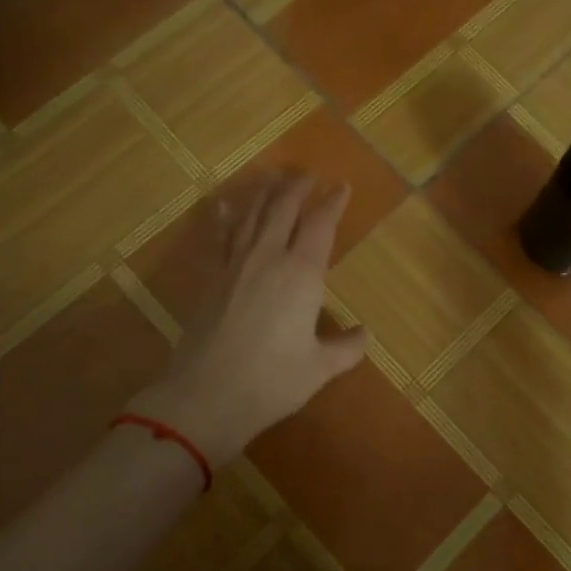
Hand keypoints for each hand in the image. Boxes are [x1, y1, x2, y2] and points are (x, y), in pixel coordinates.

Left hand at [132, 171, 367, 460]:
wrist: (207, 395)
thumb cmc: (272, 382)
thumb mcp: (319, 368)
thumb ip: (346, 349)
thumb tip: (364, 335)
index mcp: (302, 274)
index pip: (320, 225)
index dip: (332, 203)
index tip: (342, 187)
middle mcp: (268, 258)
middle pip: (283, 209)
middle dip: (298, 188)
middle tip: (309, 175)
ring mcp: (235, 265)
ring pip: (252, 215)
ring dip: (265, 193)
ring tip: (275, 177)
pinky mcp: (211, 278)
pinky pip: (220, 238)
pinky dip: (225, 217)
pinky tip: (226, 205)